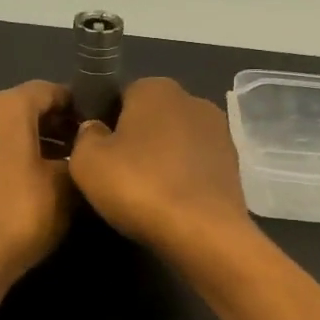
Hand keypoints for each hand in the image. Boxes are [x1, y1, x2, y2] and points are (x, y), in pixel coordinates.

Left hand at [0, 81, 72, 288]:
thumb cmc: (21, 215)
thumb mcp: (66, 186)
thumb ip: (77, 157)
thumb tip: (79, 151)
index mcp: (2, 107)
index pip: (47, 90)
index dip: (76, 105)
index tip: (96, 126)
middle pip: (19, 108)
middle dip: (50, 125)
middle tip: (78, 150)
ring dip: (25, 144)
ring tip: (52, 172)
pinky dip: (2, 160)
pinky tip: (19, 188)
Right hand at [68, 77, 255, 262]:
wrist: (204, 232)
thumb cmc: (140, 187)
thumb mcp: (87, 162)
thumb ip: (85, 136)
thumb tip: (96, 129)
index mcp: (156, 87)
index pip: (121, 95)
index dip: (106, 122)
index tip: (97, 153)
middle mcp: (193, 99)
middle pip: (153, 118)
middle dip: (137, 140)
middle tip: (118, 175)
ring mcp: (219, 132)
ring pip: (176, 142)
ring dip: (162, 160)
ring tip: (145, 194)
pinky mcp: (234, 164)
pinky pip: (196, 166)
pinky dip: (183, 179)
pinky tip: (172, 203)